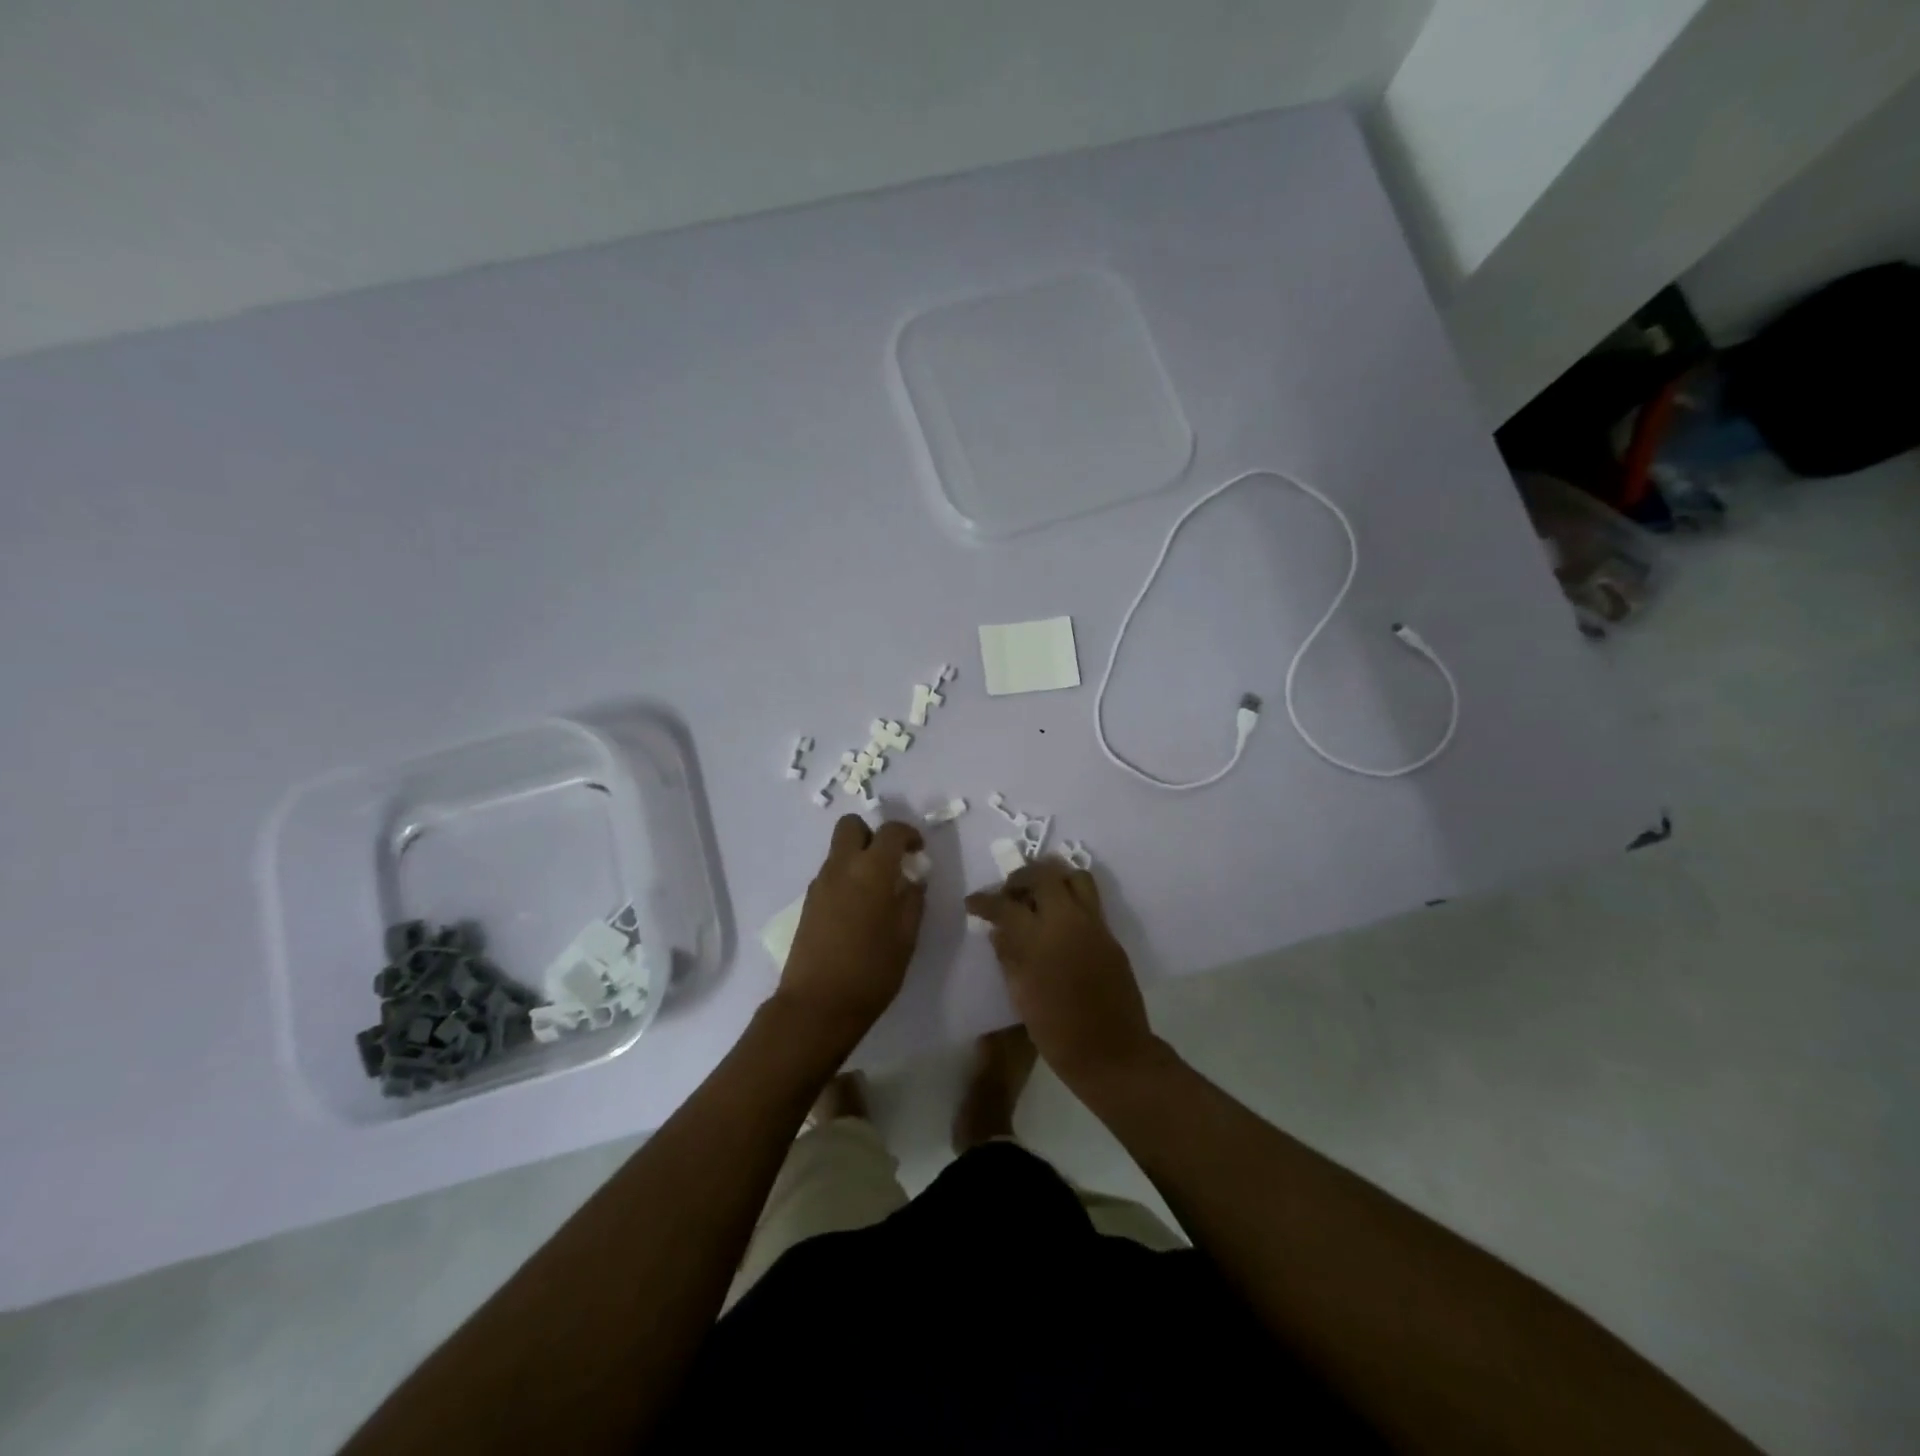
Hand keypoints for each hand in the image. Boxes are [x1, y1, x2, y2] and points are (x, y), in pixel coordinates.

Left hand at [779, 816, 925, 1043]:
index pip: (890, 831)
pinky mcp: (808, 903)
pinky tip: (858, 911)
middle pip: (851, 826)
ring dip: (858, 858)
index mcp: (871, 870)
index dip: (908, 834)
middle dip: (872, 835)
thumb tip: (913, 880)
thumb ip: (912, 901)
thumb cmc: (871, 971)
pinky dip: (846, 879)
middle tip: (890, 861)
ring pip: (838, 851)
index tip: (918, 851)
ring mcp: (820, 884)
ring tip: (877, 892)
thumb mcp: (906, 938)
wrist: (817, 1005)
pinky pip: (830, 875)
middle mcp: (841, 867)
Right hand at [964, 857, 1157, 1091]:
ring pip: (1075, 877)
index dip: (985, 901)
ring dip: (1052, 878)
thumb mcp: (1021, 996)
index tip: (973, 902)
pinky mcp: (1111, 936)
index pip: (1005, 905)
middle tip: (1009, 892)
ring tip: (1038, 896)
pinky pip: (1090, 901)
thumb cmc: (1058, 1033)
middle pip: (1044, 875)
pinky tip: (1059, 920)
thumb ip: (1008, 956)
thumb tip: (998, 931)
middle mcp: (1069, 922)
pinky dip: (1071, 898)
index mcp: (1040, 939)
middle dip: (1021, 877)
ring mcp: (1095, 925)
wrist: (1113, 1054)